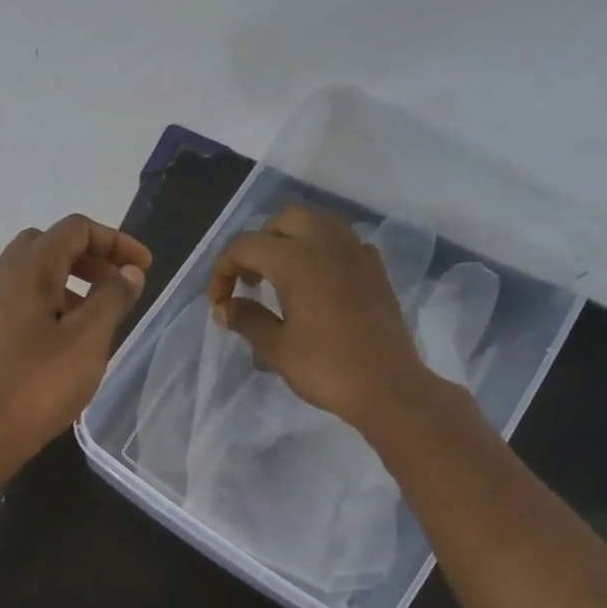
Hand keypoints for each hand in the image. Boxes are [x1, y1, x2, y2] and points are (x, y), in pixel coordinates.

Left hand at [0, 213, 151, 472]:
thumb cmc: (41, 384)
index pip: (76, 229)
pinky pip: (23, 299)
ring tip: (98, 313)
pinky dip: (52, 301)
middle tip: (118, 284)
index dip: (116, 241)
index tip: (143, 269)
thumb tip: (129, 272)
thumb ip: (113, 298)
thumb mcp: (89, 339)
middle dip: (91, 257)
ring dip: (71, 280)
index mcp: (28, 268)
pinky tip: (69, 337)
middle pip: (51, 244)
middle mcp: (3, 276)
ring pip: (35, 273)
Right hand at [207, 204, 438, 432]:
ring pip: (316, 223)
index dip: (222, 271)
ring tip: (279, 277)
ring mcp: (356, 252)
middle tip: (249, 281)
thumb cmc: (326, 368)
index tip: (219, 304)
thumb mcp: (276, 347)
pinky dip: (320, 251)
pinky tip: (315, 284)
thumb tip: (223, 308)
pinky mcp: (374, 269)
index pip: (245, 246)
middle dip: (258, 244)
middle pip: (283, 220)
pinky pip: (341, 242)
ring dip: (290, 241)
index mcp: (296, 260)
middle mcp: (327, 244)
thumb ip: (246, 319)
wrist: (387, 387)